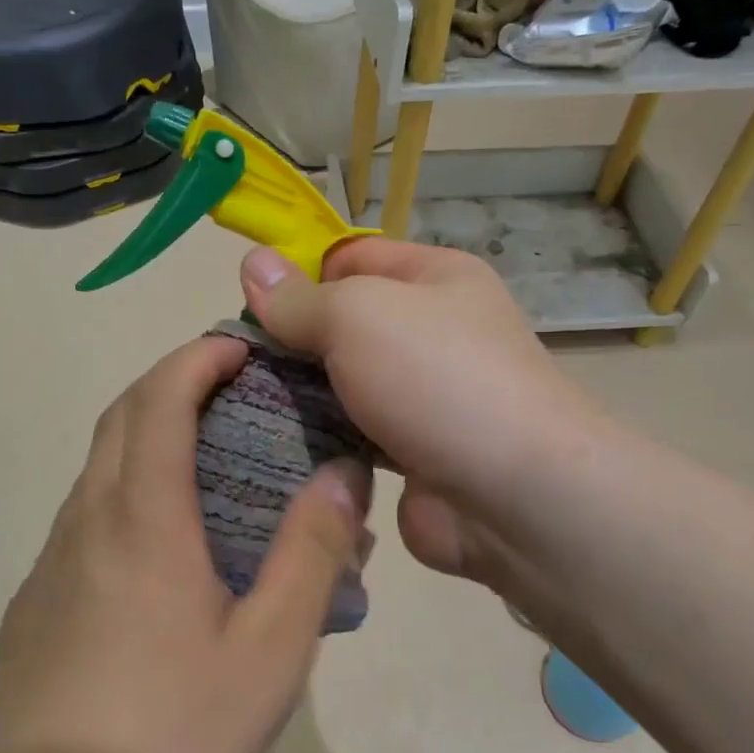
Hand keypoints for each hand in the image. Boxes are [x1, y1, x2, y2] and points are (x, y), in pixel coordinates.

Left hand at [0, 335, 370, 752]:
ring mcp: (56, 554)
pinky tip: (169, 538)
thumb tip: (342, 474)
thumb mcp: (271, 649)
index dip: (199, 358)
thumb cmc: (173, 732)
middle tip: (234, 389)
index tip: (242, 349)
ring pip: (102, 461)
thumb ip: (312, 553)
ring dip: (151, 431)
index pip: (161, 397)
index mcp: (142, 515)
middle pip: (124, 414)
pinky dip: (131, 483)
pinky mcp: (41, 592)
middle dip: (175, 380)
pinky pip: (90, 508)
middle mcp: (90, 515)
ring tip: (211, 454)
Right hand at [240, 240, 594, 590]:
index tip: (249, 306)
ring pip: (345, 384)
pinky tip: (275, 446)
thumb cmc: (436, 377)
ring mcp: (424, 396)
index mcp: (435, 278)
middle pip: (345, 324)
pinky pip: (353, 436)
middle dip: (294, 342)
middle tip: (238, 364)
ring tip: (242, 406)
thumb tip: (252, 263)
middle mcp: (434, 331)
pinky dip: (322, 441)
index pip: (352, 257)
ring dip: (302, 396)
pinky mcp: (412, 453)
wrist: (515, 495)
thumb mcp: (358, 315)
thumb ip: (300, 297)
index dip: (301, 274)